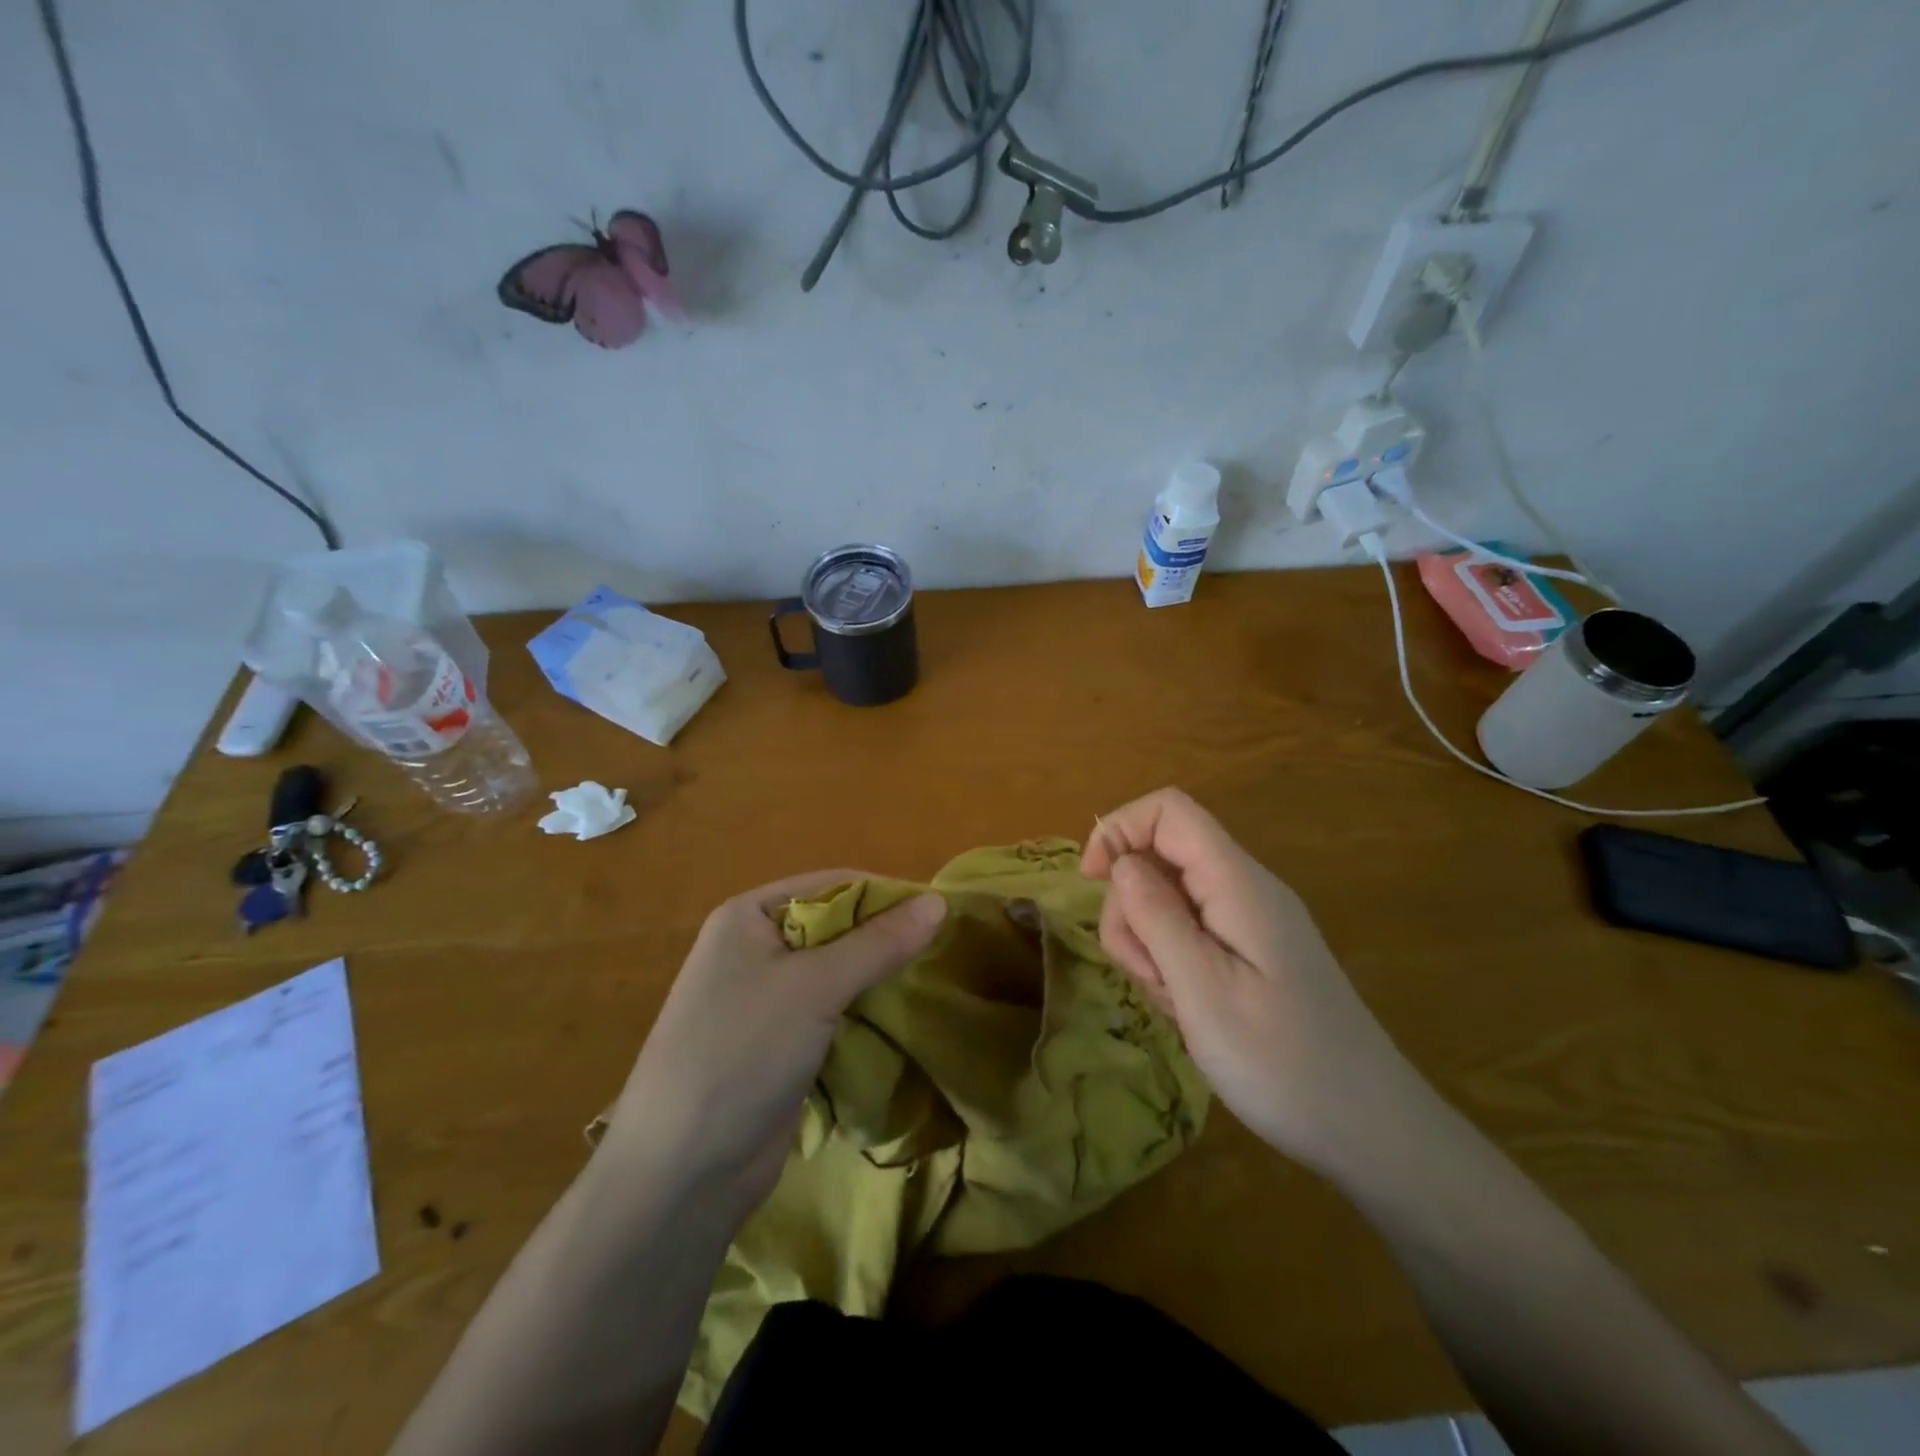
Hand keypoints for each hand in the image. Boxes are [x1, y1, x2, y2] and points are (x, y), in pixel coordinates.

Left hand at [603, 872, 944, 1211]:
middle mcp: (754, 949)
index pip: (832, 885)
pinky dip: (863, 1012)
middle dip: (884, 938)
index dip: (885, 894)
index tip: (940, 911)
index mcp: (749, 916)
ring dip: (877, 977)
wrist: (682, 1173)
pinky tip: (901, 1018)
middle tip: (943, 950)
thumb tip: (939, 901)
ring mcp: (764, 999)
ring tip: (932, 980)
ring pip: (836, 973)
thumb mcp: (815, 987)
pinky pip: (831, 1012)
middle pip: (836, 928)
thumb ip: (879, 943)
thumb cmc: (742, 1054)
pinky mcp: (778, 1043)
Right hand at [1083, 788, 1431, 1173]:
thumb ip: (1156, 916)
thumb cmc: (1283, 1063)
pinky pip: (1189, 934)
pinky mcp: (1248, 953)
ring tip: (1174, 1002)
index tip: (1091, 883)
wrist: (1370, 1129)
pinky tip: (1187, 1009)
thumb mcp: (1203, 991)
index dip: (1120, 830)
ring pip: (1168, 899)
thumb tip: (1120, 860)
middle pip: (1161, 858)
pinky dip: (1170, 963)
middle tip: (1147, 974)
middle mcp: (1243, 889)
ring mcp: (1248, 922)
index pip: (1169, 811)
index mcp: (1237, 883)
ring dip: (1148, 943)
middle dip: (1131, 908)